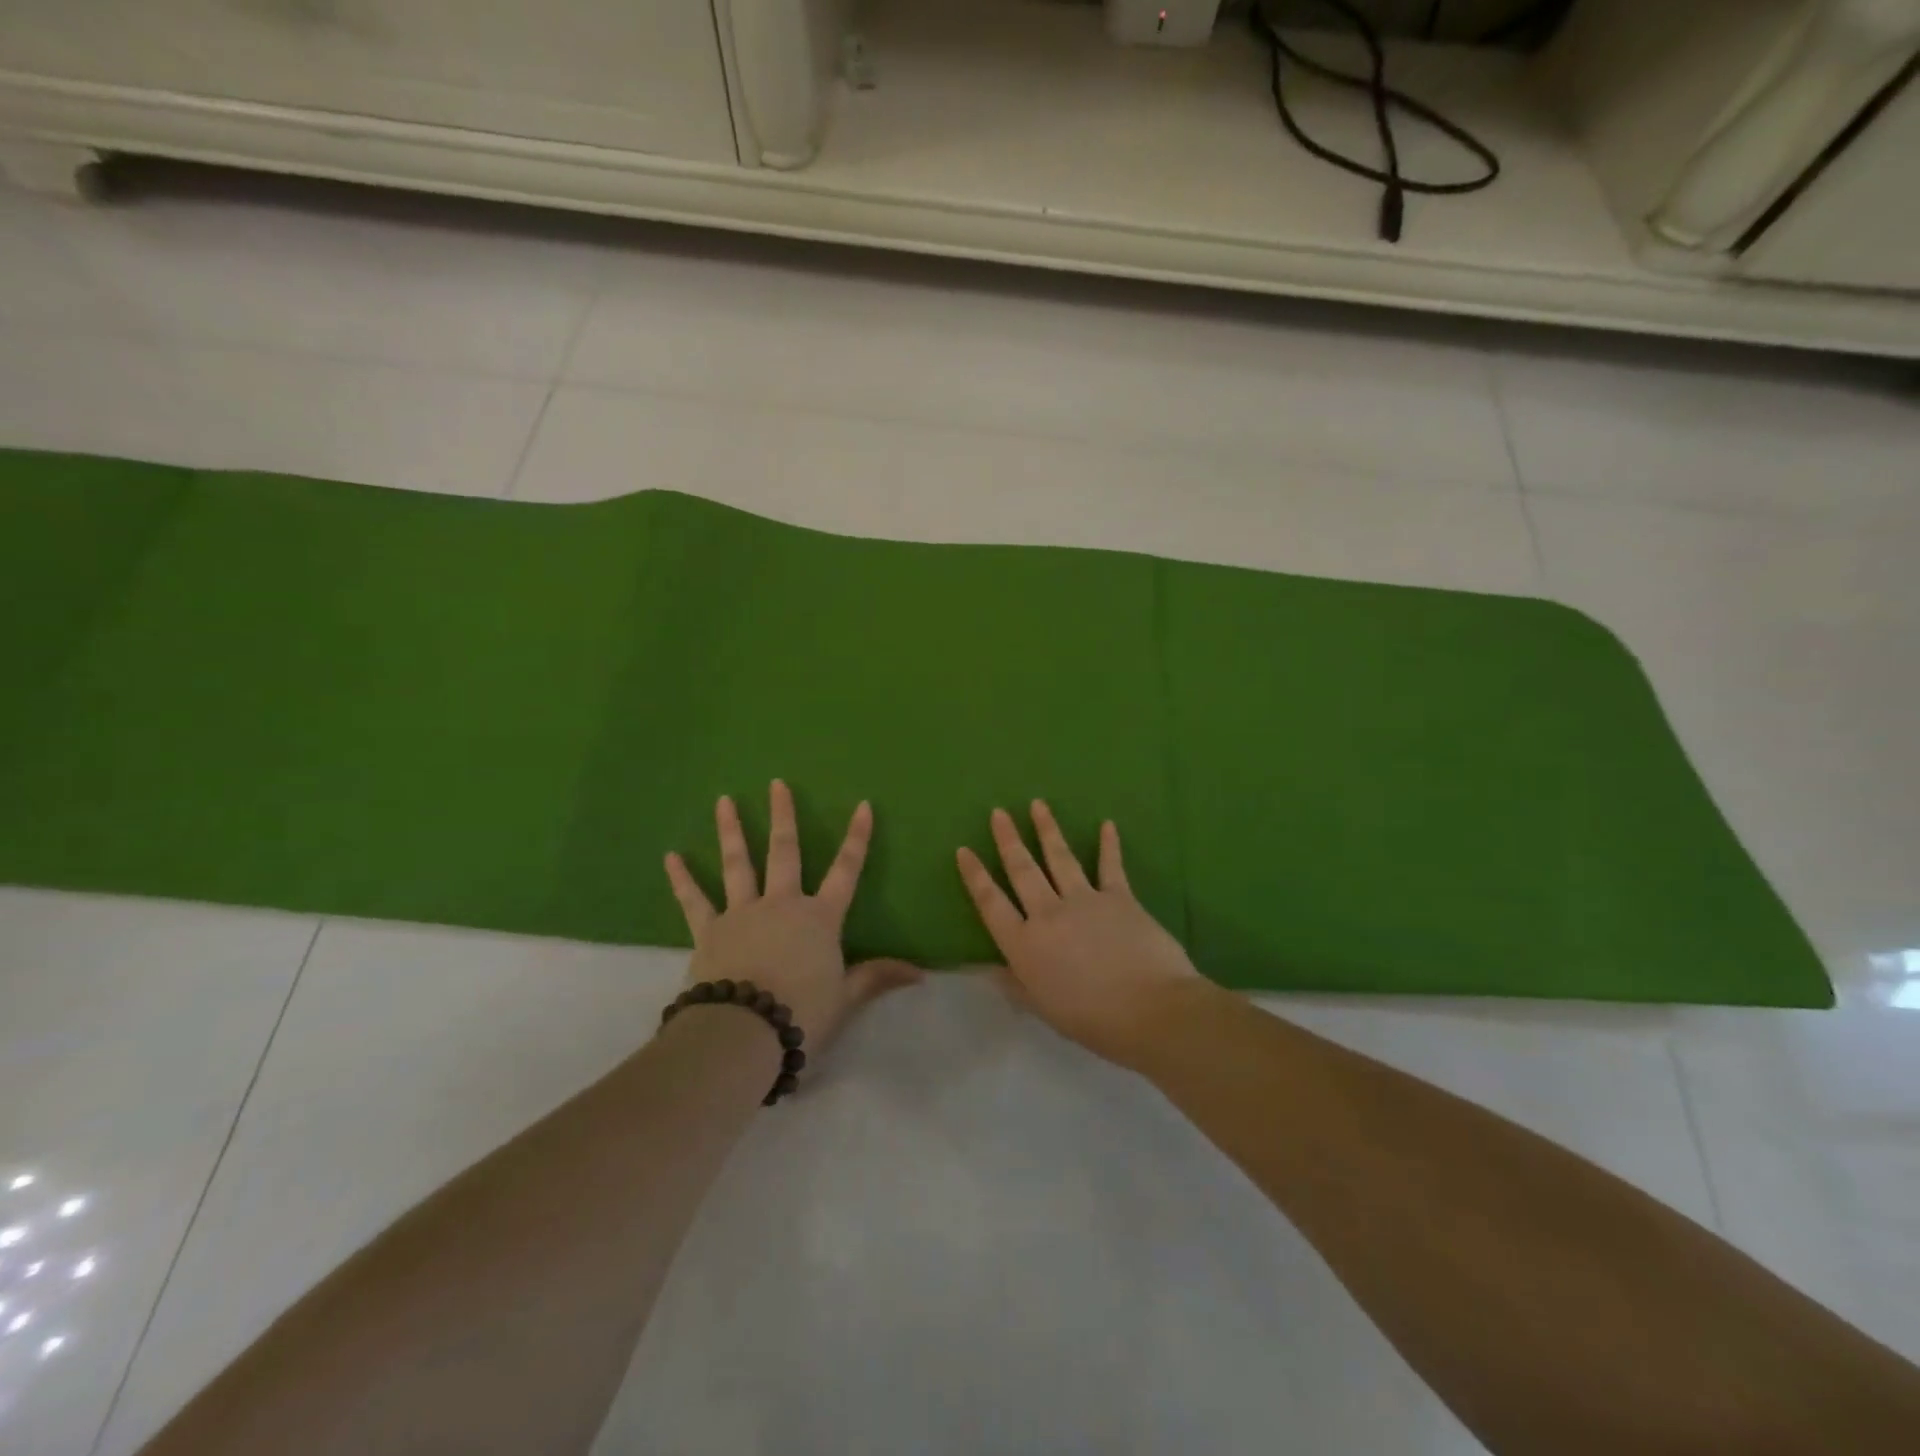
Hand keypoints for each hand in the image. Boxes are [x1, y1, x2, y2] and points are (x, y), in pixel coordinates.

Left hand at [664, 781, 921, 1057]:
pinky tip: (671, 857)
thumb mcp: (846, 997)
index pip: (846, 870)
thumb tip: (922, 974)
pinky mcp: (709, 931)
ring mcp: (742, 913)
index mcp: (819, 918)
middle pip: (785, 852)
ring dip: (732, 830)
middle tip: (776, 783)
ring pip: (738, 864)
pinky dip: (682, 879)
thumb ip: (878, 977)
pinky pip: (694, 900)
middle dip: (783, 815)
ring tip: (724, 800)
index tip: (863, 805)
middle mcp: (782, 904)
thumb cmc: (802, 1013)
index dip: (857, 838)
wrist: (744, 1033)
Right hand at [956, 801, 1210, 1068]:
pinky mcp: (1119, 897)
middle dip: (1008, 840)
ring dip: (1047, 830)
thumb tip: (988, 968)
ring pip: (1059, 858)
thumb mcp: (1044, 1008)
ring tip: (1037, 804)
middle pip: (1022, 870)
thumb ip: (1016, 984)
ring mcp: (1084, 900)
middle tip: (998, 812)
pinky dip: (1109, 844)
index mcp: (1024, 945)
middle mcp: (1048, 914)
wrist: (1151, 1010)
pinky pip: (1110, 865)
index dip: (976, 876)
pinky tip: (1107, 824)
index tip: (964, 850)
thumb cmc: (1092, 1020)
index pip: (992, 903)